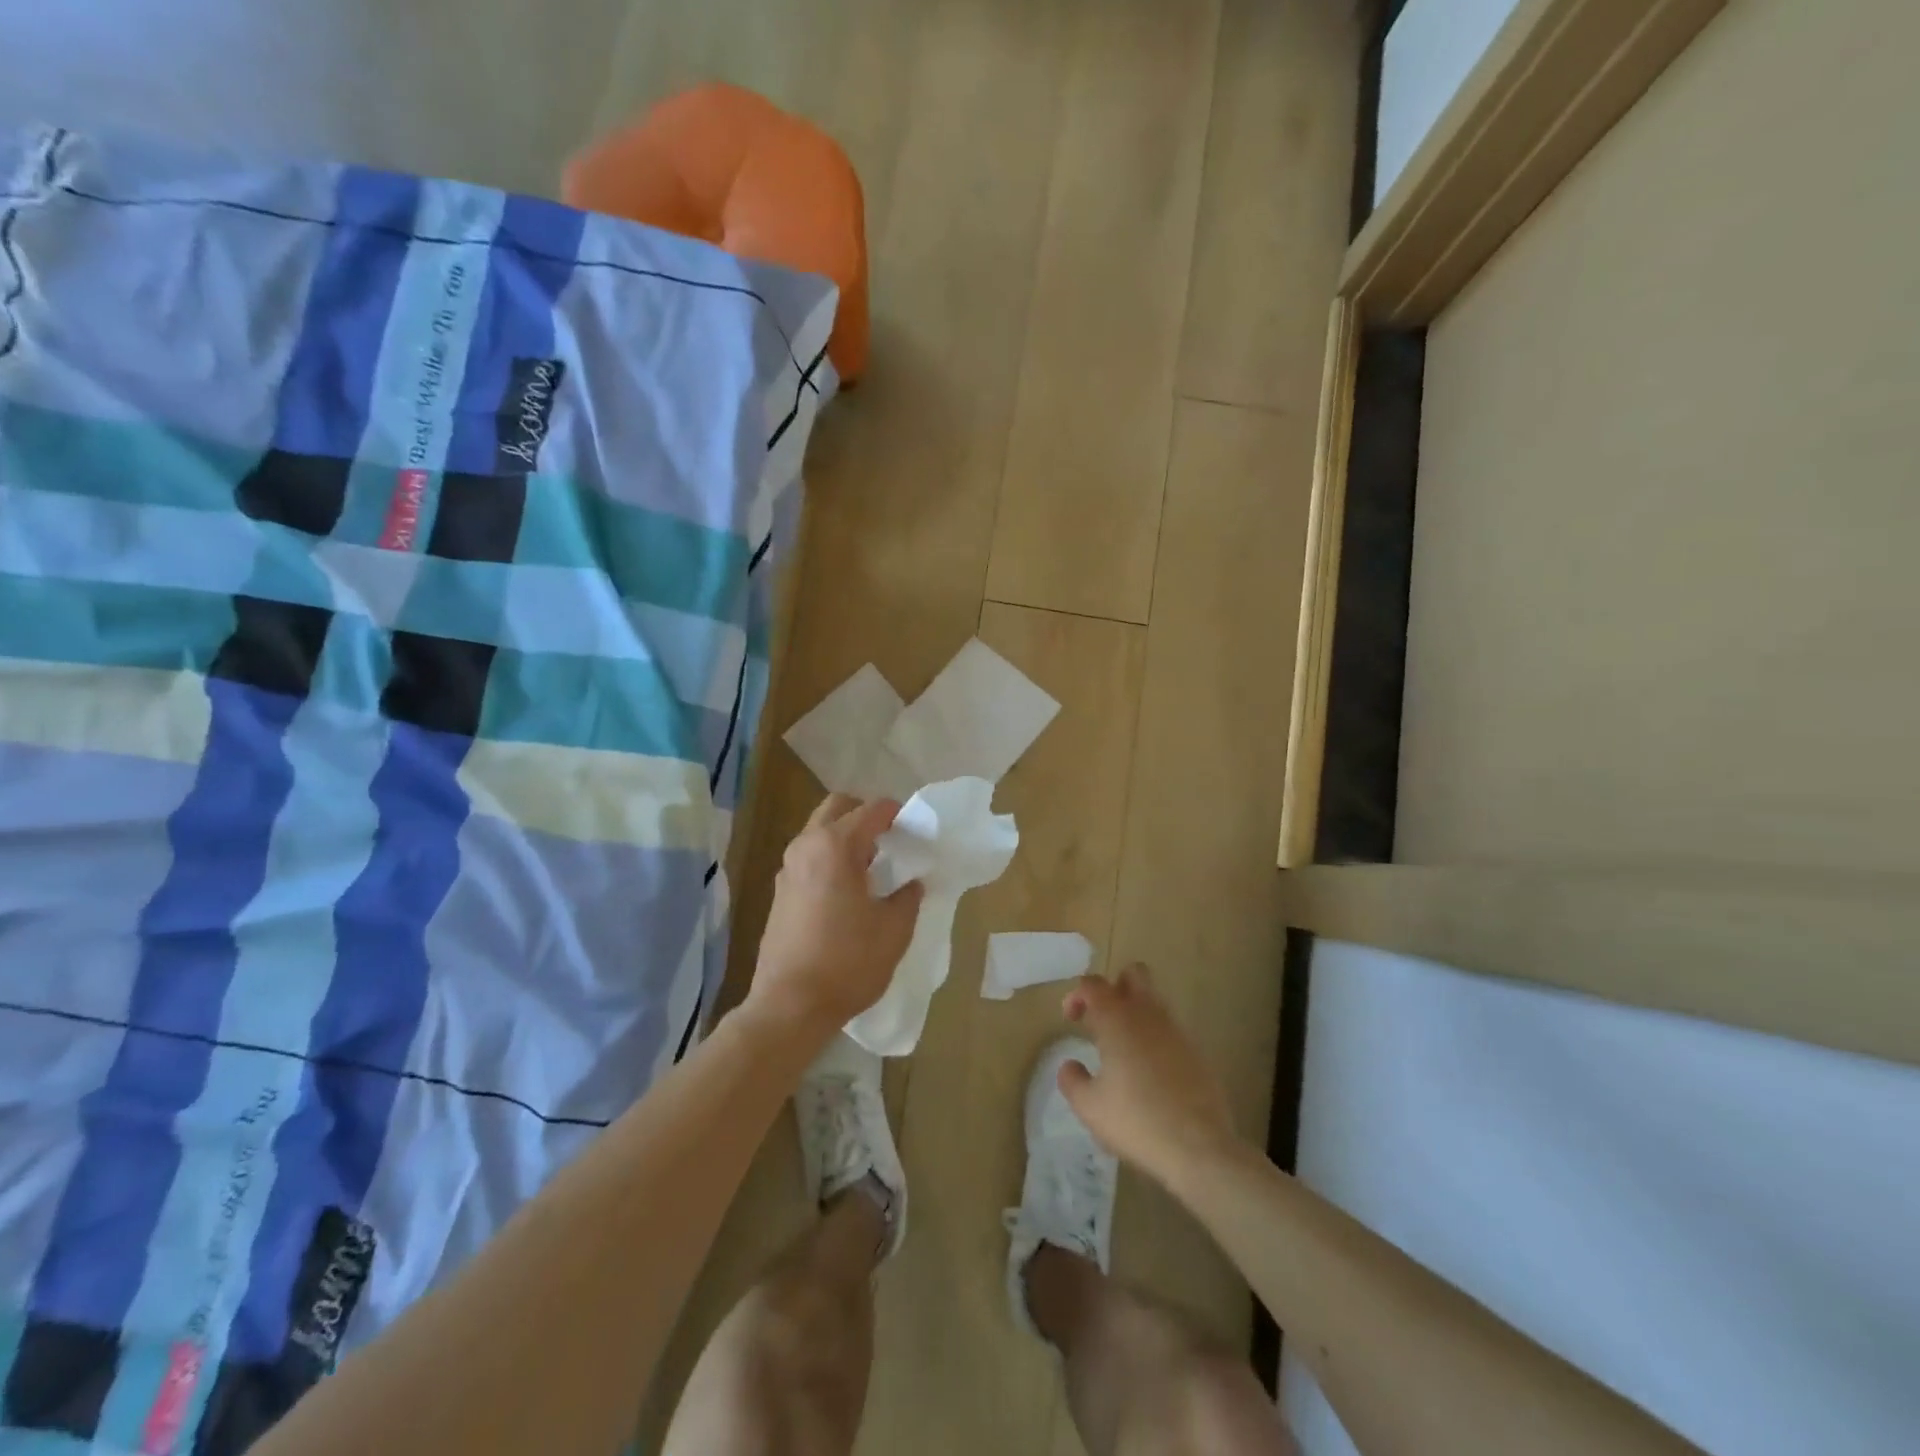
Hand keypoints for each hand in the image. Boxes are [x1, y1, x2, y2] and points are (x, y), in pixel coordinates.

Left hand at [749, 794, 923, 1041]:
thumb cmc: (848, 962)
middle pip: (837, 808)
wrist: (790, 1006)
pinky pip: (808, 857)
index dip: (898, 813)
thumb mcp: (894, 930)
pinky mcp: (779, 892)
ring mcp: (787, 869)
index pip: (872, 810)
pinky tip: (847, 891)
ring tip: (872, 868)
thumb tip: (911, 883)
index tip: (915, 830)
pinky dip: (829, 859)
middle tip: (890, 840)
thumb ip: (907, 897)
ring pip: (818, 832)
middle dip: (865, 816)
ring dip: (844, 838)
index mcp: (836, 846)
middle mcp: (806, 846)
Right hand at [1057, 964, 1239, 1183]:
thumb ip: (1072, 1080)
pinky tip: (1149, 1074)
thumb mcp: (1089, 1106)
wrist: (1198, 1147)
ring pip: (1155, 1002)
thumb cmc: (1135, 1120)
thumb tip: (1070, 1065)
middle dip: (1115, 988)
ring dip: (1136, 1014)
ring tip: (1122, 1051)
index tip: (1070, 1018)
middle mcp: (1148, 1015)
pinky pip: (1170, 1031)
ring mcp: (1177, 1032)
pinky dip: (1155, 1040)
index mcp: (1117, 1019)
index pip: (1094, 984)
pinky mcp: (1196, 1053)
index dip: (1077, 994)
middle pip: (1134, 974)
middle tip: (1101, 1019)